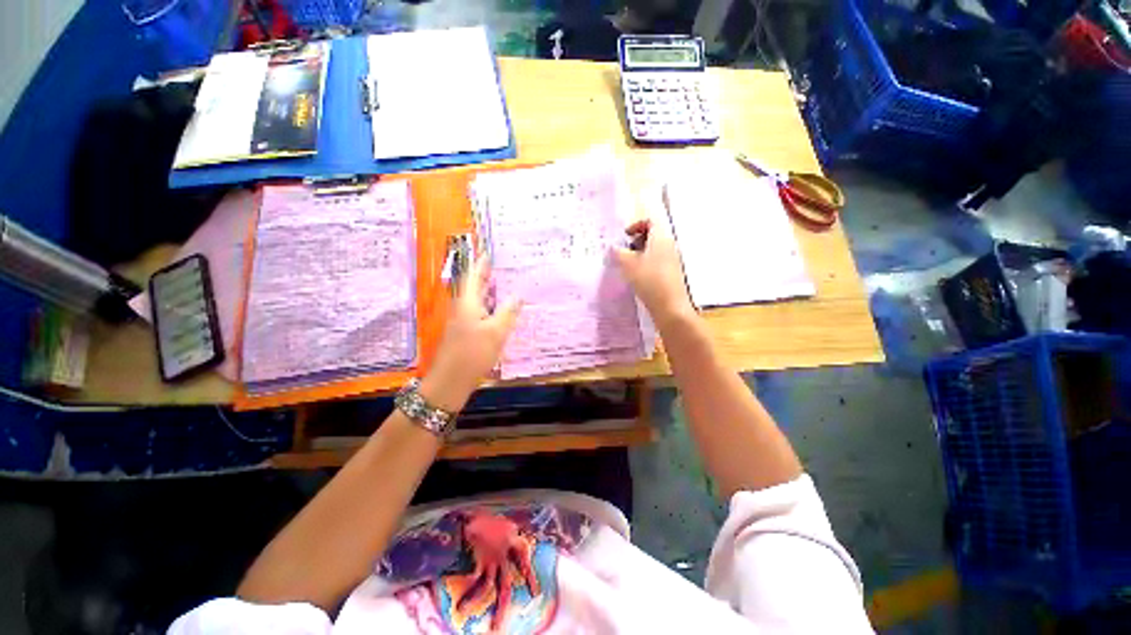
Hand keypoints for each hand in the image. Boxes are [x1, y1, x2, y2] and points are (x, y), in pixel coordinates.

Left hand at [422, 256, 520, 411]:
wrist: (450, 382)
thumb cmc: (473, 354)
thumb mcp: (496, 332)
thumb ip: (508, 312)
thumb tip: (519, 295)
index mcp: (467, 303)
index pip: (474, 276)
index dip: (481, 263)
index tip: (489, 251)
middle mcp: (463, 308)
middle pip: (474, 286)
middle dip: (486, 275)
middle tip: (502, 265)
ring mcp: (462, 321)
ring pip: (477, 300)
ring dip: (489, 291)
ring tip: (505, 283)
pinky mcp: (465, 333)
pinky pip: (480, 312)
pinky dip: (490, 306)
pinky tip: (501, 310)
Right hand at [612, 216, 695, 328]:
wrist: (670, 307)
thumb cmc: (649, 281)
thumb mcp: (628, 265)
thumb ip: (618, 253)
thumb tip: (613, 248)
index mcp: (661, 238)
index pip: (651, 221)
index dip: (636, 225)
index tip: (625, 236)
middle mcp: (669, 246)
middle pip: (653, 235)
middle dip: (636, 241)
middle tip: (624, 252)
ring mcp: (673, 261)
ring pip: (655, 250)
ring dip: (640, 255)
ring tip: (628, 267)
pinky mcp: (672, 275)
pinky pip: (658, 263)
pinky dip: (646, 265)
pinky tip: (637, 279)